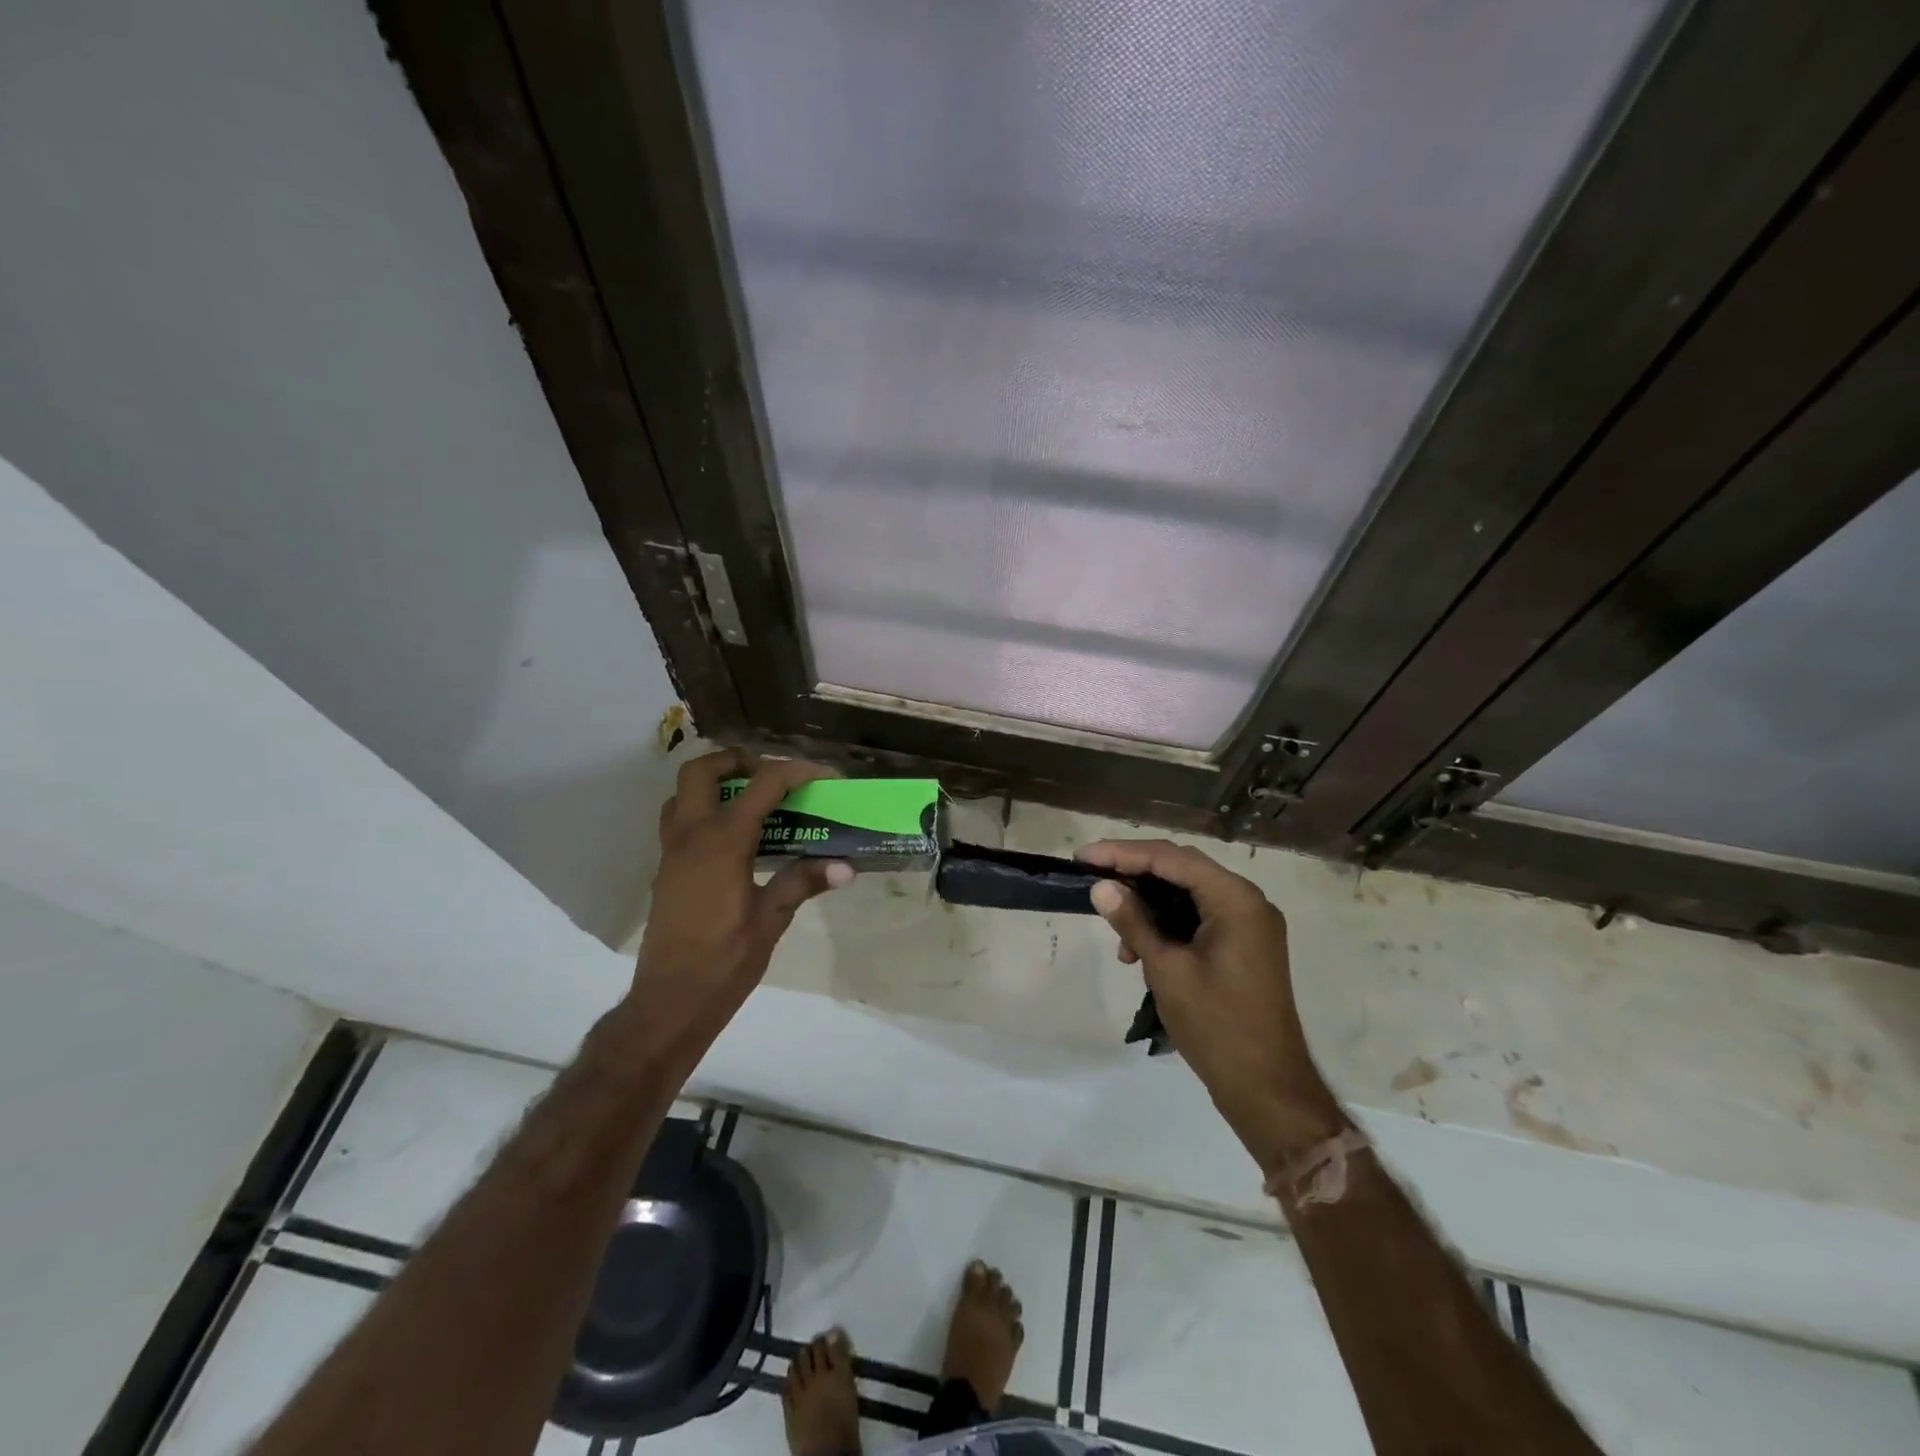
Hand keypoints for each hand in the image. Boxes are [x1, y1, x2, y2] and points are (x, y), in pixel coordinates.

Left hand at [633, 749, 852, 1048]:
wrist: (671, 1001)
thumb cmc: (724, 961)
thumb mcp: (771, 920)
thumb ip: (803, 882)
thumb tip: (845, 866)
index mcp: (722, 842)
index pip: (763, 784)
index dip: (798, 771)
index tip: (826, 778)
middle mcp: (691, 835)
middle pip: (703, 770)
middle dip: (738, 761)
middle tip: (771, 777)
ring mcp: (672, 851)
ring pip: (683, 793)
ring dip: (715, 783)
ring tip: (752, 802)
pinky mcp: (665, 870)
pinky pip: (679, 820)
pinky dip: (705, 810)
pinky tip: (733, 839)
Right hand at [1079, 840, 1343, 1167]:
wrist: (1267, 1089)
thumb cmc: (1216, 1025)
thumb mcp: (1167, 969)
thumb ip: (1134, 922)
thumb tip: (1101, 887)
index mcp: (1235, 899)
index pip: (1170, 858)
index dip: (1122, 853)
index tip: (1082, 857)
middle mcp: (1247, 901)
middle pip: (1181, 869)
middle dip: (1133, 872)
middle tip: (1091, 877)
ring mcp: (1248, 924)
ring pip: (1188, 894)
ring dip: (1149, 904)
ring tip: (1116, 931)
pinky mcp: (1244, 945)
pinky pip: (1199, 917)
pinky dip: (1167, 924)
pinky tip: (1140, 949)